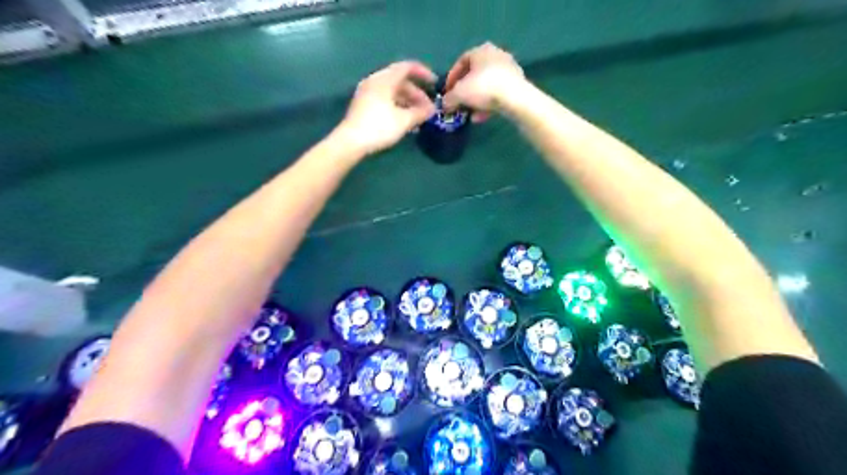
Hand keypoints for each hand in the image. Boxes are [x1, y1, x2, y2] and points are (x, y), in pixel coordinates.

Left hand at [335, 60, 435, 153]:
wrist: (351, 141)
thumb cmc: (379, 127)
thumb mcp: (404, 121)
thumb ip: (420, 113)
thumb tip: (432, 110)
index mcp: (384, 80)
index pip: (407, 67)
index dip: (423, 73)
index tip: (435, 83)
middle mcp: (374, 81)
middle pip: (400, 81)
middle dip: (416, 94)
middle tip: (428, 108)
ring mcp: (367, 93)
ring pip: (392, 92)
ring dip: (408, 102)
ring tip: (418, 117)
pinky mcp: (363, 105)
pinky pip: (385, 100)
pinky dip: (397, 106)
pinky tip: (405, 121)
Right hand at [444, 40, 523, 122]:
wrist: (514, 98)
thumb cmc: (483, 88)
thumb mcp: (459, 94)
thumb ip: (448, 99)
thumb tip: (444, 105)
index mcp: (481, 50)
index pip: (461, 61)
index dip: (451, 77)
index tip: (447, 92)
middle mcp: (496, 55)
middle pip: (475, 74)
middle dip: (465, 91)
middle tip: (458, 103)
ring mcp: (509, 70)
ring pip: (486, 86)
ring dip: (475, 100)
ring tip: (469, 114)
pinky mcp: (516, 85)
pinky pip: (497, 94)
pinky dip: (487, 105)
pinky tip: (480, 118)